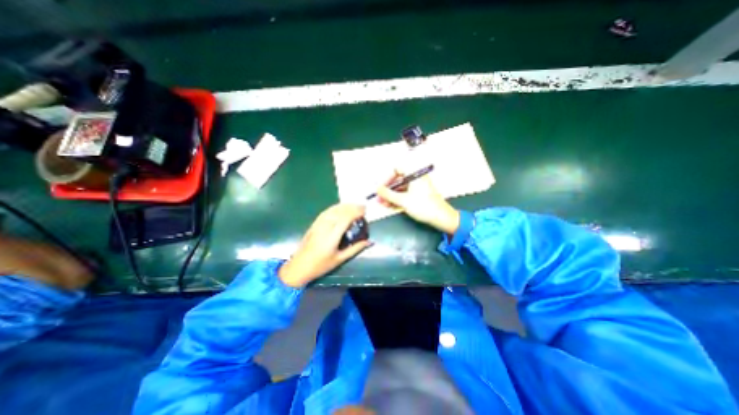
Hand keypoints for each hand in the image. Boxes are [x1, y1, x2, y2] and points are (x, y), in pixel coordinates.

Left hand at [278, 204, 372, 287]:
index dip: (356, 212)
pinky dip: (335, 208)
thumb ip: (355, 249)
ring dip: (344, 206)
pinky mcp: (314, 224)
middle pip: (339, 212)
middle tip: (362, 206)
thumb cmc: (320, 266)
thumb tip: (369, 242)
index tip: (365, 210)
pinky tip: (340, 207)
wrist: (299, 267)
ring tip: (354, 205)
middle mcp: (324, 227)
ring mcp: (318, 224)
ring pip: (332, 210)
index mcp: (332, 237)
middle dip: (352, 207)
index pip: (345, 219)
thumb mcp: (340, 259)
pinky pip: (326, 212)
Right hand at [378, 172, 460, 236]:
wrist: (442, 218)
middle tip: (379, 198)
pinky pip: (406, 194)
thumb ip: (388, 194)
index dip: (387, 178)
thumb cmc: (423, 206)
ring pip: (401, 188)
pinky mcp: (419, 194)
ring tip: (382, 204)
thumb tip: (377, 189)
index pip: (397, 169)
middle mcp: (416, 178)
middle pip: (398, 180)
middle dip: (387, 189)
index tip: (381, 188)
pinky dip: (398, 199)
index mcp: (414, 174)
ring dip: (391, 196)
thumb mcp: (403, 200)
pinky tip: (390, 205)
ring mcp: (418, 186)